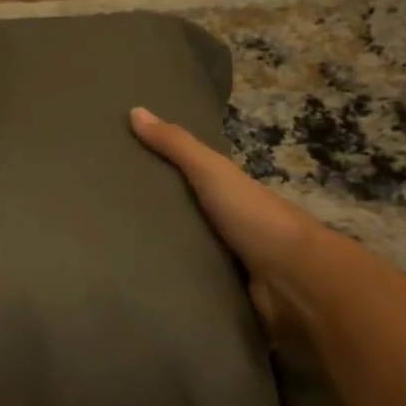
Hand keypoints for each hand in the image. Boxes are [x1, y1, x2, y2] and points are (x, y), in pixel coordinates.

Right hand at [130, 107, 350, 339]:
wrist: (297, 280)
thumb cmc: (255, 217)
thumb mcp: (212, 172)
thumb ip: (177, 146)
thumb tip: (135, 110)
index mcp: (231, 194)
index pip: (193, 178)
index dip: (163, 173)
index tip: (123, 173)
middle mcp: (233, 226)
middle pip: (189, 217)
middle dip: (157, 219)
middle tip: (108, 219)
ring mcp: (232, 263)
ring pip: (190, 254)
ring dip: (164, 256)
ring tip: (115, 256)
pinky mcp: (227, 295)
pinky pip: (195, 287)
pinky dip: (175, 287)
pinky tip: (142, 288)